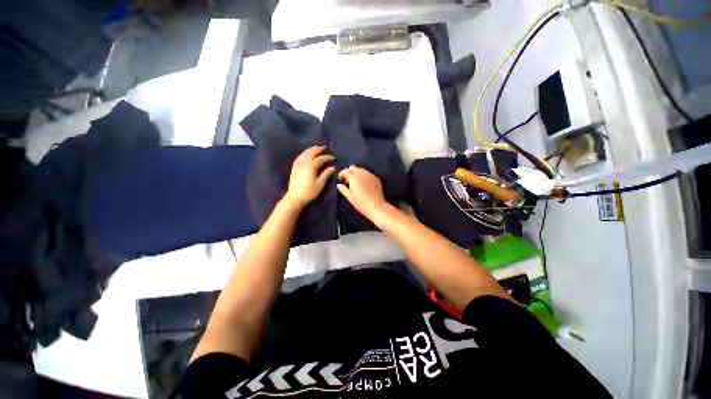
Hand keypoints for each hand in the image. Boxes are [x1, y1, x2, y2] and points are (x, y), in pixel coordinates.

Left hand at [283, 146, 334, 208]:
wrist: (295, 197)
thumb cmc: (309, 191)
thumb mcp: (320, 183)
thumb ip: (326, 174)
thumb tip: (332, 167)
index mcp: (311, 166)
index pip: (321, 158)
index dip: (328, 157)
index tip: (333, 158)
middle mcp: (304, 162)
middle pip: (312, 153)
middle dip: (319, 150)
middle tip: (325, 148)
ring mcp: (298, 164)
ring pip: (305, 153)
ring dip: (311, 149)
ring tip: (316, 148)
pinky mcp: (294, 168)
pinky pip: (300, 157)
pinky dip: (304, 153)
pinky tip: (306, 154)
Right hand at [337, 166, 387, 221]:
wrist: (377, 207)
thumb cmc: (361, 203)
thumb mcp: (350, 197)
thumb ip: (343, 189)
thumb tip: (338, 185)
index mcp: (354, 178)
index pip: (345, 171)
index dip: (341, 175)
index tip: (340, 181)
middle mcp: (362, 174)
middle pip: (353, 167)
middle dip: (349, 172)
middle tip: (347, 182)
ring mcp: (370, 175)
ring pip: (361, 169)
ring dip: (356, 174)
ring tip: (356, 183)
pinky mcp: (376, 178)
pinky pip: (368, 173)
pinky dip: (364, 176)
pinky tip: (364, 185)